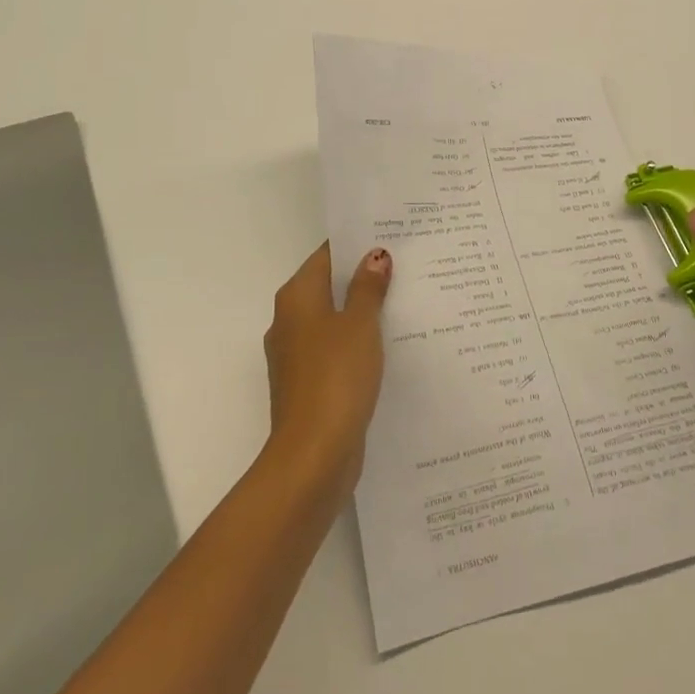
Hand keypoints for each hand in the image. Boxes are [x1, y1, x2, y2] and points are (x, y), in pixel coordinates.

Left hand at [262, 242, 391, 508]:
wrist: (313, 455)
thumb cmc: (336, 377)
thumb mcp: (359, 324)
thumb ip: (367, 288)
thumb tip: (374, 255)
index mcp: (296, 297)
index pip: (326, 256)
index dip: (356, 245)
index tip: (389, 238)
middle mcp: (288, 321)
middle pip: (328, 287)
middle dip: (362, 278)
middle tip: (406, 267)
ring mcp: (296, 356)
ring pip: (333, 321)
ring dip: (362, 313)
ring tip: (406, 303)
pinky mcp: (308, 385)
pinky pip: (335, 351)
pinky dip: (357, 344)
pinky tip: (389, 347)